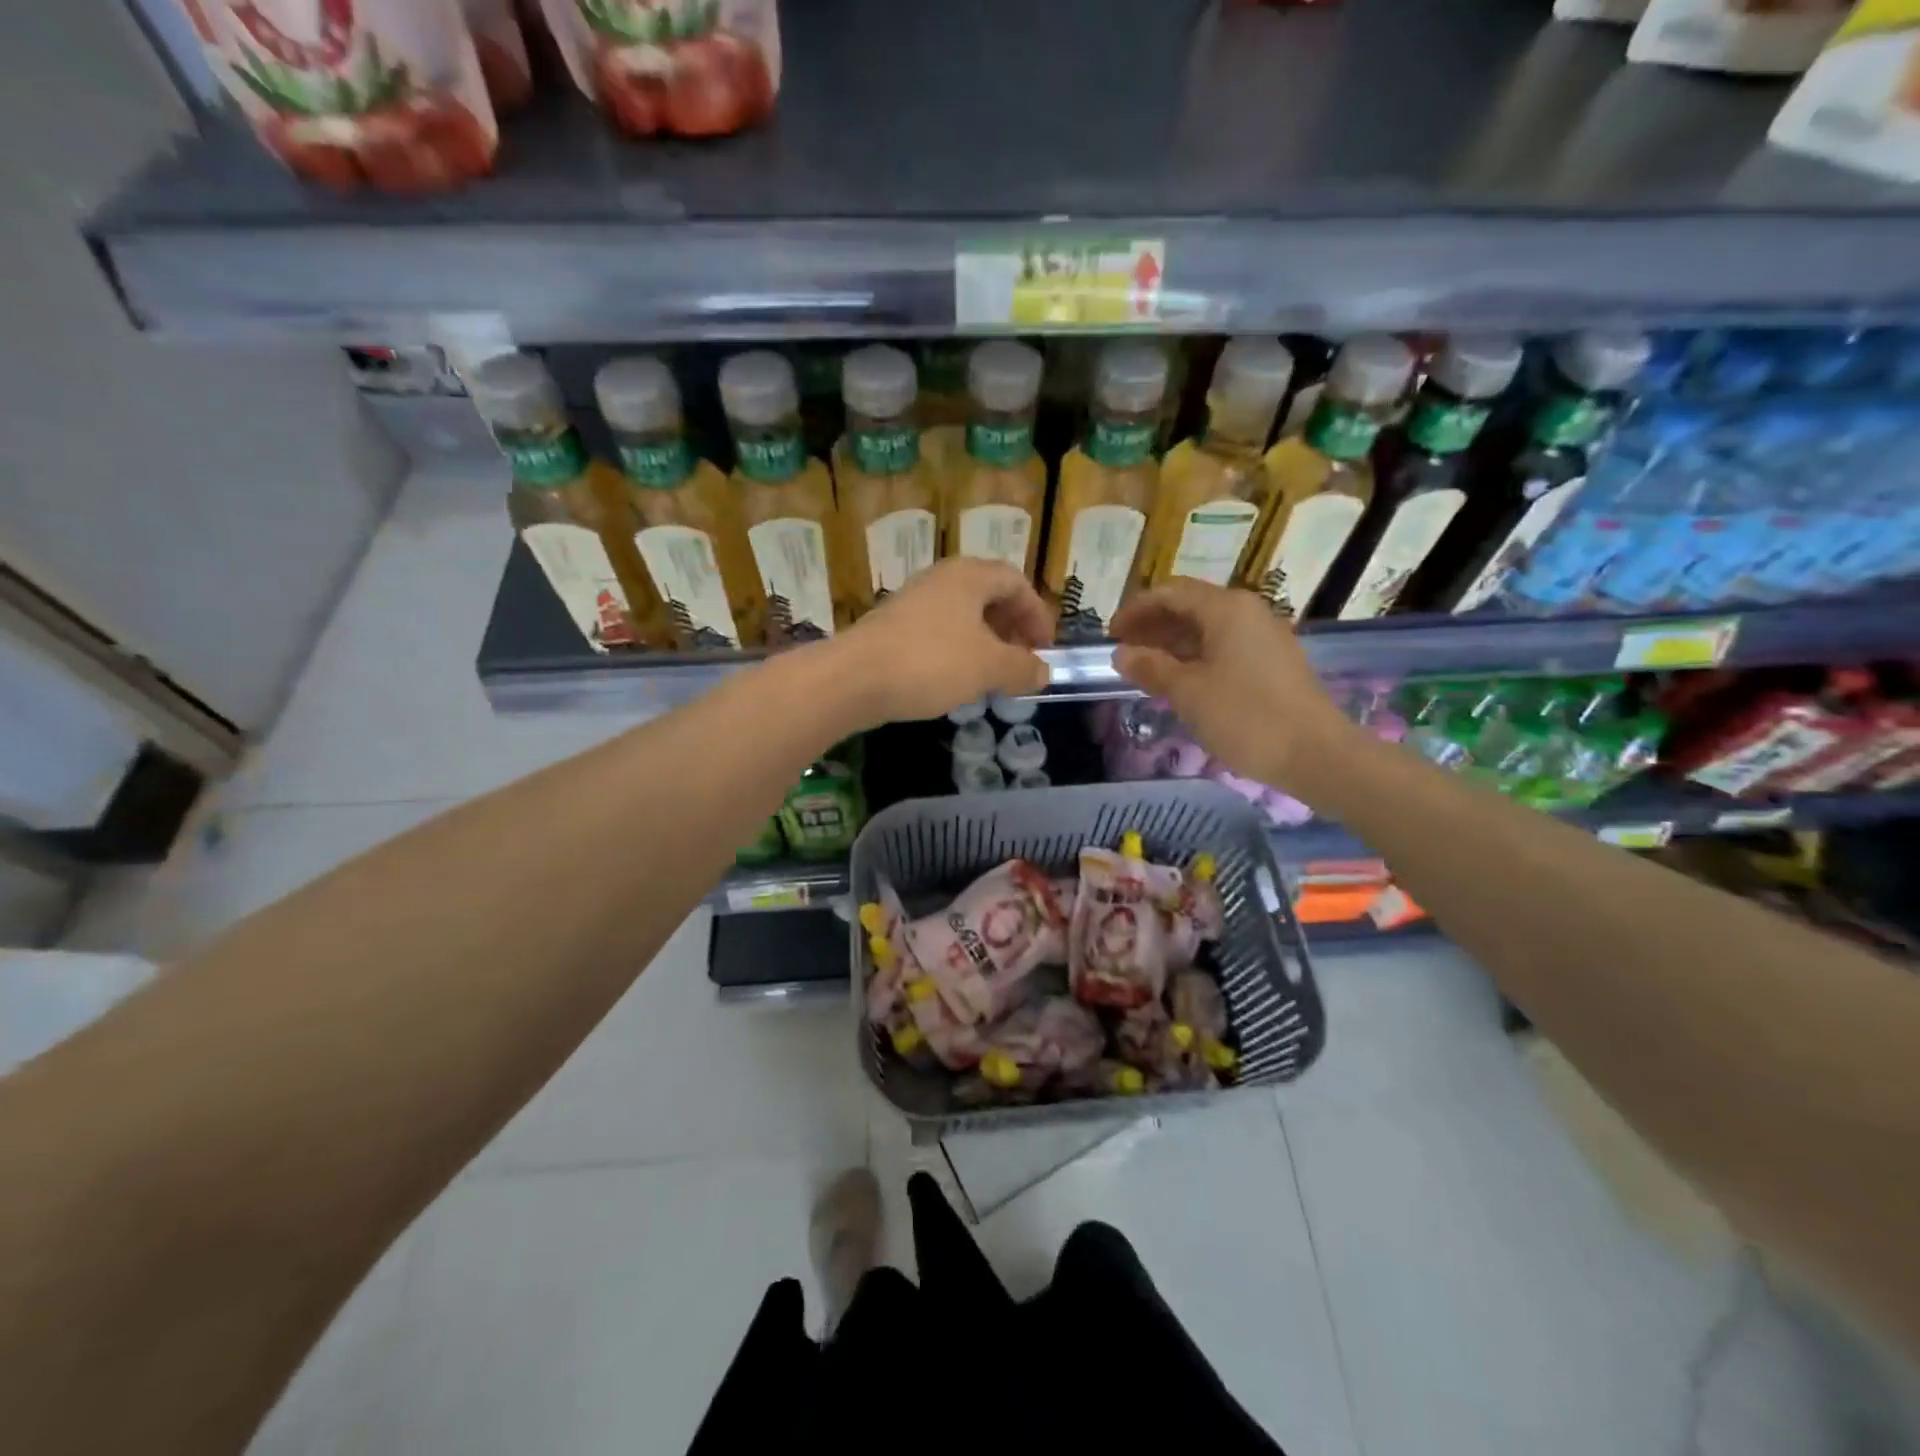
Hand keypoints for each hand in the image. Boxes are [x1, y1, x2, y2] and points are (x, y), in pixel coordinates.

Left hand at [822, 558, 1053, 725]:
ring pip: (962, 615)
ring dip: (985, 641)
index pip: (1016, 582)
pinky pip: (938, 631)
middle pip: (988, 595)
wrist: (853, 678)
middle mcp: (941, 579)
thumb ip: (1022, 668)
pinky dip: (958, 650)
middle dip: (1011, 627)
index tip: (1044, 648)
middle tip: (1021, 660)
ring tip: (993, 674)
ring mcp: (913, 601)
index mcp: (969, 576)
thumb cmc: (930, 663)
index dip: (1037, 613)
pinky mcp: (893, 626)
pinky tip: (956, 680)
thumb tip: (1042, 672)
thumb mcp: (988, 668)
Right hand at [1109, 580, 1354, 792]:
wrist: (1317, 755)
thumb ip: (1151, 667)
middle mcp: (1247, 612)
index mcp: (1226, 609)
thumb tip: (1121, 654)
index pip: (1170, 593)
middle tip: (1123, 652)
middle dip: (1152, 625)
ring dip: (1172, 644)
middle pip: (1190, 606)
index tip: (1110, 634)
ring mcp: (1263, 637)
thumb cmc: (1246, 717)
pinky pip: (1224, 647)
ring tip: (1143, 669)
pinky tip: (1178, 681)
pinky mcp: (1272, 662)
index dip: (1136, 609)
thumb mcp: (1188, 693)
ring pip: (1207, 629)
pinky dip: (1195, 657)